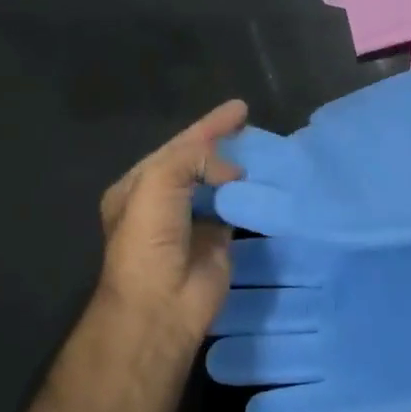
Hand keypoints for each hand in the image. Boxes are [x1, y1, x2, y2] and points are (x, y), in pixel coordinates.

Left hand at [94, 100, 248, 344]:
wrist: (161, 303)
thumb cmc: (151, 239)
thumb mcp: (158, 182)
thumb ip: (194, 158)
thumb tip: (233, 172)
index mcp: (140, 185)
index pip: (179, 146)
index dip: (208, 125)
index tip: (240, 108)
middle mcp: (165, 201)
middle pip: (200, 162)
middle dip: (224, 144)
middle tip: (253, 126)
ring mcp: (193, 221)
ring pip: (221, 185)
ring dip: (240, 168)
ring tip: (267, 149)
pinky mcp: (218, 241)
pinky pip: (238, 209)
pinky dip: (252, 195)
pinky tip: (270, 181)